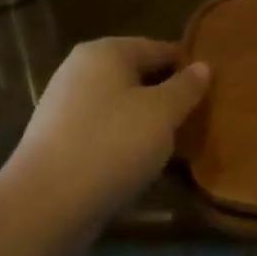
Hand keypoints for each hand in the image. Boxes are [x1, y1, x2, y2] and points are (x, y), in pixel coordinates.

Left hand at [5, 38, 210, 215]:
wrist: (43, 207)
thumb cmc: (111, 145)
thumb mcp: (162, 113)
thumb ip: (186, 87)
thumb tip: (203, 66)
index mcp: (106, 51)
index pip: (160, 48)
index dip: (189, 68)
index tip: (213, 91)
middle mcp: (81, 70)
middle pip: (138, 75)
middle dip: (167, 95)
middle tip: (197, 119)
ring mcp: (64, 106)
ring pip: (121, 105)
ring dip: (147, 121)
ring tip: (175, 144)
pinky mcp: (56, 140)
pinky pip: (103, 130)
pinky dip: (123, 141)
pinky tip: (140, 163)